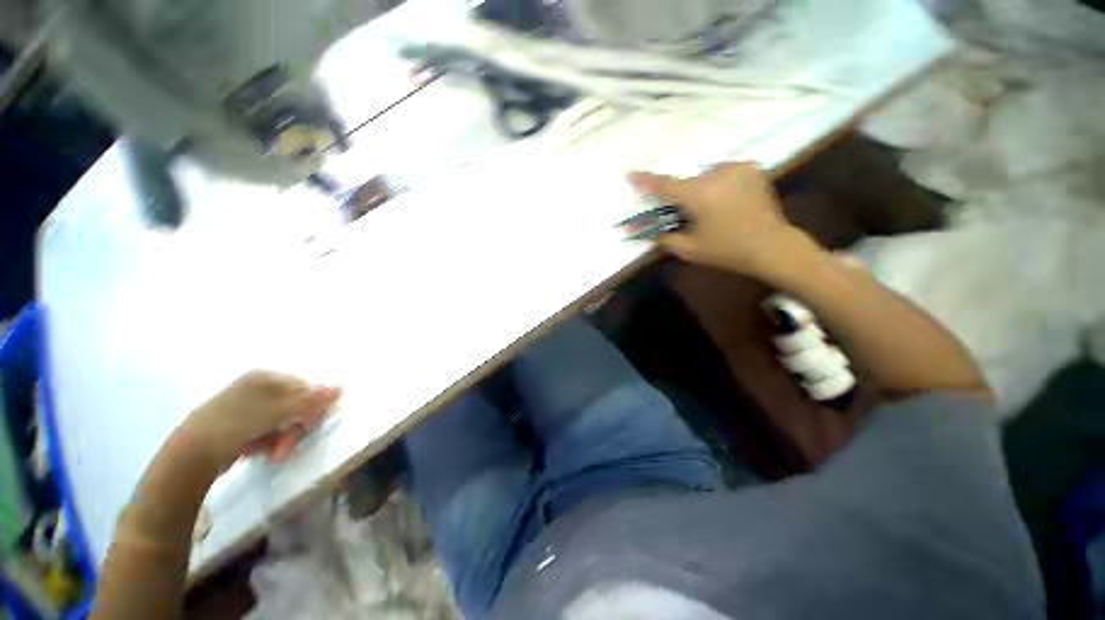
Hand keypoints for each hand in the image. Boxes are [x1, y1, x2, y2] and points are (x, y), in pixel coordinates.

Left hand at [179, 371, 341, 470]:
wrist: (190, 455)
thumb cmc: (236, 425)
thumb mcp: (277, 412)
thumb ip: (310, 401)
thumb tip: (340, 389)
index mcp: (265, 377)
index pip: (305, 388)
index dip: (312, 407)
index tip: (310, 425)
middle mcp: (257, 388)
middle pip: (294, 405)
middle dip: (295, 428)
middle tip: (287, 446)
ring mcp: (247, 406)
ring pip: (282, 421)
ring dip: (283, 438)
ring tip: (273, 454)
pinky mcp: (239, 424)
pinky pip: (266, 430)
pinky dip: (269, 442)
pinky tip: (260, 451)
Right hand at [629, 163, 800, 275]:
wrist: (772, 246)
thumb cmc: (727, 251)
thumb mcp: (689, 250)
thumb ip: (665, 238)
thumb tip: (647, 231)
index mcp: (700, 195)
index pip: (665, 186)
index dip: (646, 181)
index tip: (631, 174)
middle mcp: (717, 174)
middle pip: (687, 183)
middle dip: (682, 197)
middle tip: (686, 214)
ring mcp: (737, 168)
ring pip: (705, 177)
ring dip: (701, 190)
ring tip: (712, 210)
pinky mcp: (752, 168)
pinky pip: (723, 173)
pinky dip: (718, 184)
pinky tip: (726, 201)